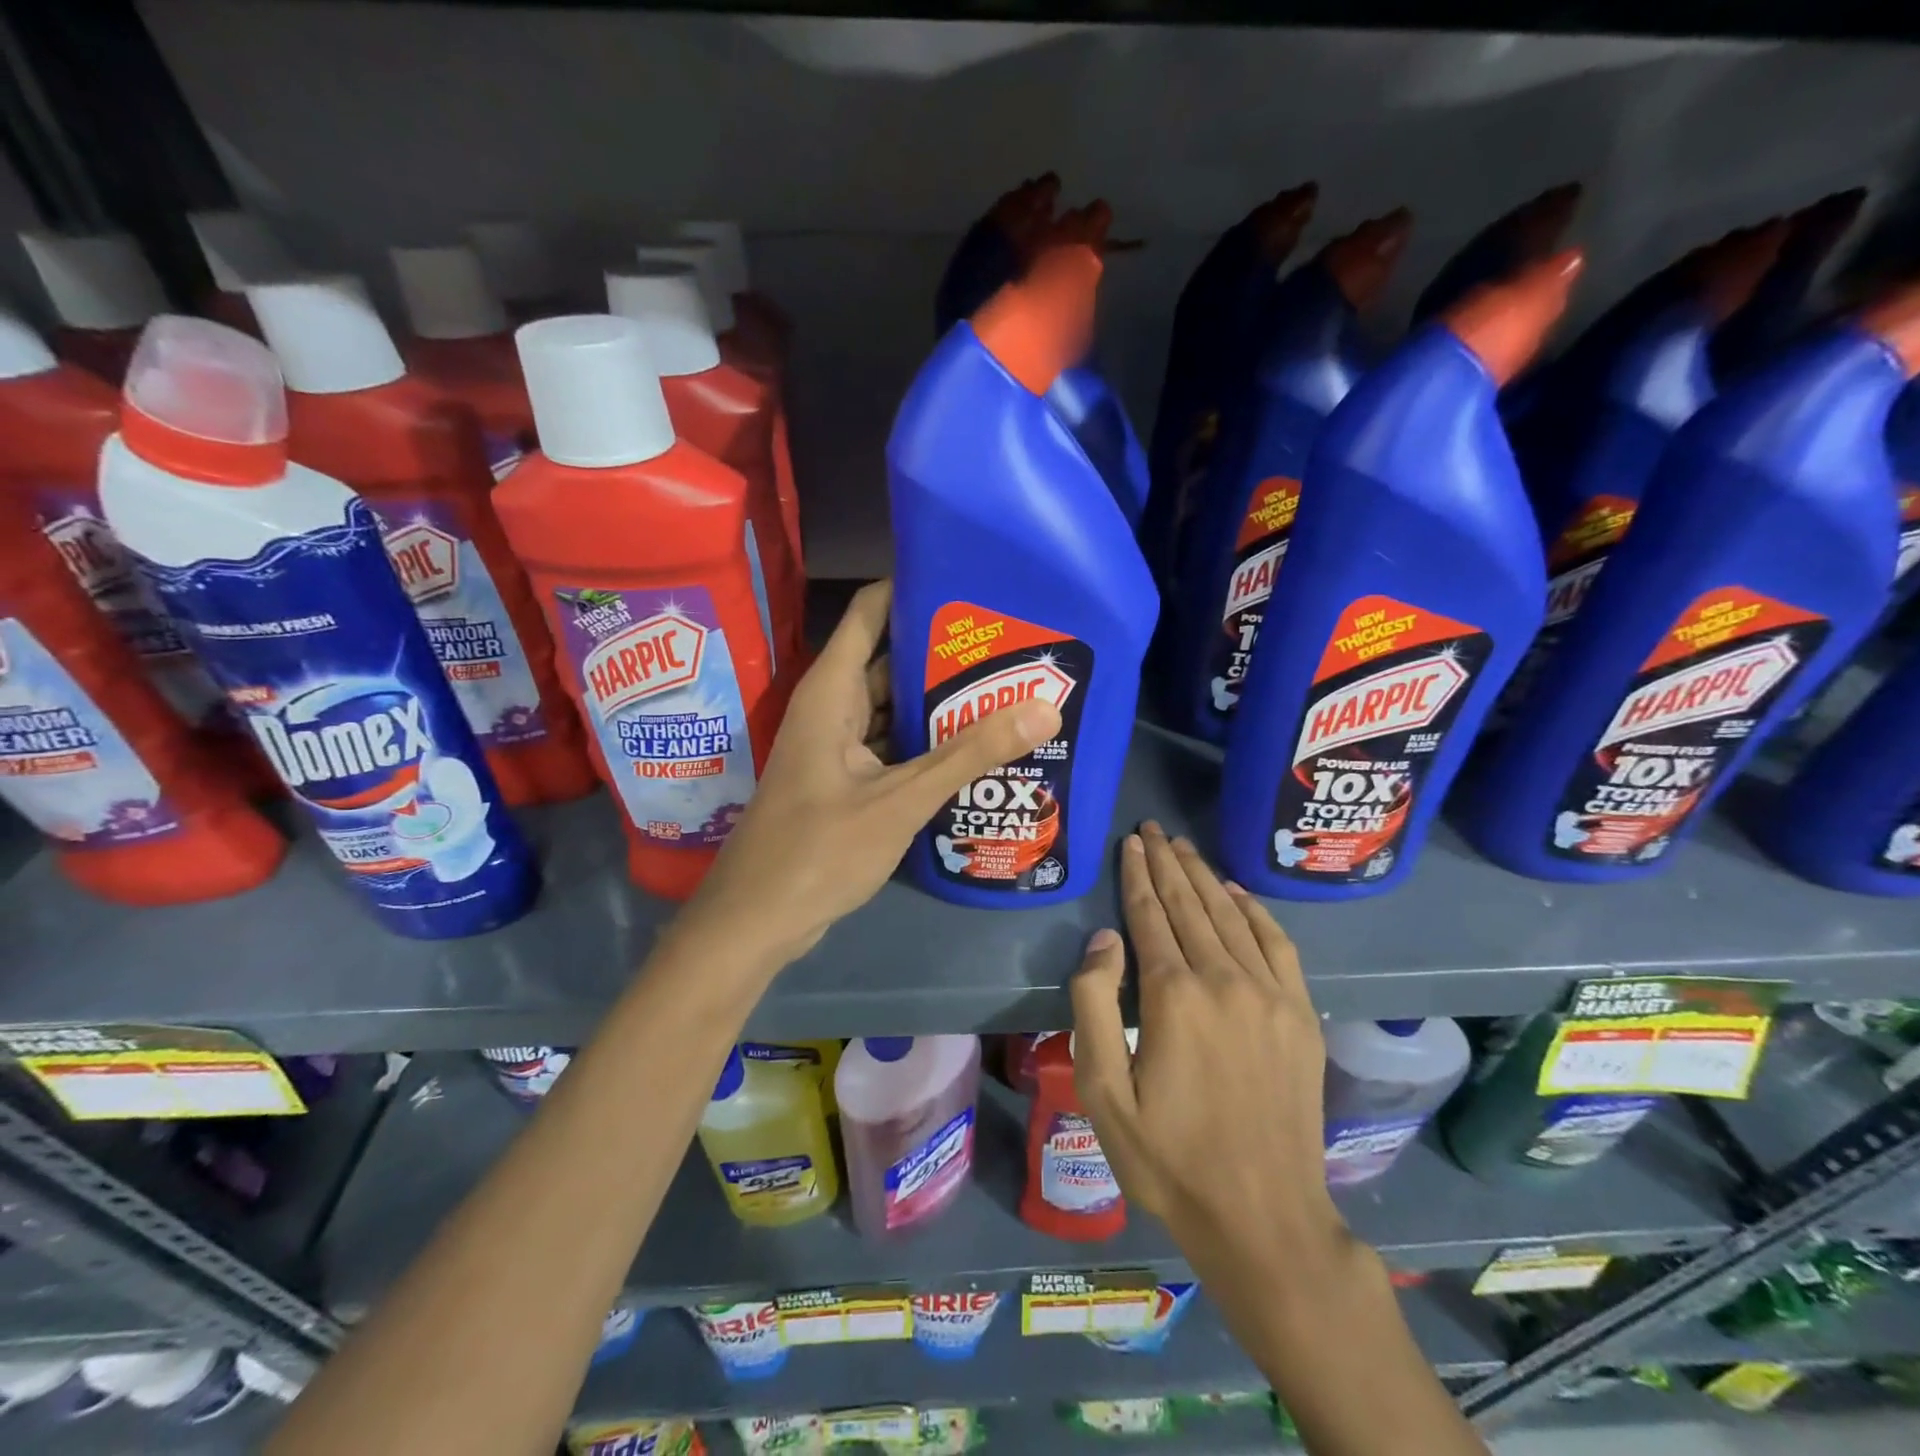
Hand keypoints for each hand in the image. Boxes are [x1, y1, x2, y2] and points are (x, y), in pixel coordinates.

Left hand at [682, 580, 1060, 963]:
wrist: (757, 921)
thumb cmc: (818, 851)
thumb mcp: (901, 800)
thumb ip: (969, 754)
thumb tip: (1045, 708)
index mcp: (831, 691)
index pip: (872, 611)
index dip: (915, 588)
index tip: (973, 583)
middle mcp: (833, 708)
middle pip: (890, 658)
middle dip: (945, 649)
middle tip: (1012, 640)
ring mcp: (839, 746)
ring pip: (894, 706)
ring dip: (941, 700)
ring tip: (1008, 685)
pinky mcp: (847, 780)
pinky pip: (893, 745)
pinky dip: (928, 741)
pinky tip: (976, 745)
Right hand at [1070, 822, 1346, 1278]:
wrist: (1263, 1218)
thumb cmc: (1168, 1158)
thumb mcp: (1104, 1091)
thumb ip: (1095, 1006)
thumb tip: (1104, 940)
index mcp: (1174, 995)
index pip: (1150, 915)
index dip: (1138, 874)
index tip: (1132, 841)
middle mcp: (1225, 980)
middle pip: (1191, 904)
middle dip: (1168, 862)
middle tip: (1153, 829)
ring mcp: (1270, 995)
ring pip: (1231, 915)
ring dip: (1205, 876)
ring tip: (1184, 847)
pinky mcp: (1300, 1015)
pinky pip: (1277, 944)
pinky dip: (1254, 911)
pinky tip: (1237, 893)